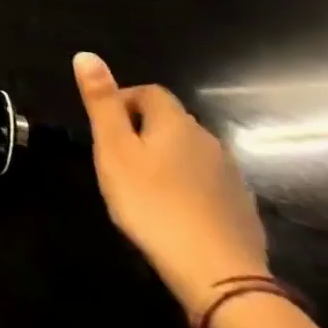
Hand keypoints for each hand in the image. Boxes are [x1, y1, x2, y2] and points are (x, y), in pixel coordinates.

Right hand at [72, 52, 267, 315]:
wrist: (217, 272)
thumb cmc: (151, 202)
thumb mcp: (113, 149)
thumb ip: (101, 103)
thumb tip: (86, 55)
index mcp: (176, 124)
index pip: (149, 93)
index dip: (122, 101)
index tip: (103, 128)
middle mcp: (209, 141)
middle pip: (171, 121)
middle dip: (141, 130)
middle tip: (115, 158)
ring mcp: (231, 175)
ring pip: (189, 152)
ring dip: (164, 158)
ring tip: (140, 185)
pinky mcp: (241, 207)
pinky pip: (206, 181)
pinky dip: (186, 185)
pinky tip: (172, 210)